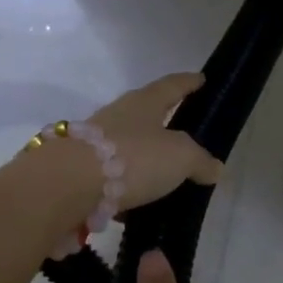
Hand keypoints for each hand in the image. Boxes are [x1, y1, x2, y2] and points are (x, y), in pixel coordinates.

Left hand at [86, 73, 225, 211]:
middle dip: (163, 122)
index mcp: (144, 103)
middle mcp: (117, 115)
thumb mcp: (180, 158)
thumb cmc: (133, 158)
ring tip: (163, 176)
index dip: (188, 83)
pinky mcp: (81, 170)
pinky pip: (111, 175)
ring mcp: (94, 142)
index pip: (171, 86)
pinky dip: (125, 186)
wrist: (68, 184)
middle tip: (183, 133)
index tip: (201, 78)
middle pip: (145, 113)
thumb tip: (215, 168)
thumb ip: (200, 161)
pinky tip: (136, 204)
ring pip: (126, 146)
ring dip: (143, 158)